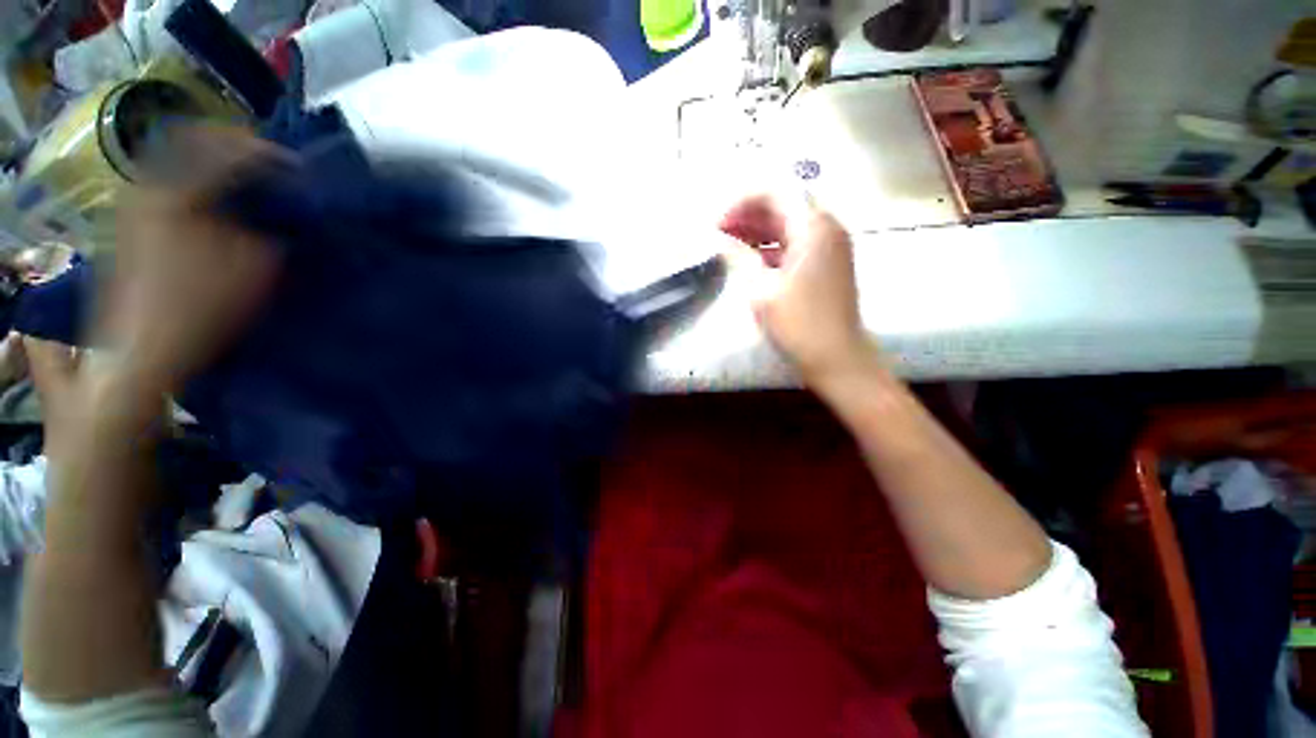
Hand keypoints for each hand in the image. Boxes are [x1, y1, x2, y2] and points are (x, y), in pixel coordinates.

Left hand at [101, 127, 281, 397]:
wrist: (139, 351)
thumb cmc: (198, 308)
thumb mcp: (252, 267)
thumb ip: (271, 230)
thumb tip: (283, 213)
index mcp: (173, 191)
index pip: (223, 148)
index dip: (264, 151)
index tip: (297, 166)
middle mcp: (146, 187)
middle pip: (192, 146)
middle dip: (235, 152)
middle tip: (270, 168)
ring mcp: (133, 206)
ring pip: (179, 165)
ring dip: (215, 170)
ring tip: (248, 188)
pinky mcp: (130, 226)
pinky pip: (169, 188)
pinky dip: (199, 189)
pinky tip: (219, 209)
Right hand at [719, 194, 877, 385]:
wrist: (836, 357)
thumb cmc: (798, 323)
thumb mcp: (761, 290)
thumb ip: (739, 257)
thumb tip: (720, 239)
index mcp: (813, 227)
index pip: (775, 192)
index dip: (742, 203)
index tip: (718, 225)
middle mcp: (827, 228)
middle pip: (784, 205)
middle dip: (749, 215)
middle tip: (720, 234)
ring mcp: (831, 246)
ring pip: (790, 224)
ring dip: (760, 230)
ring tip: (731, 245)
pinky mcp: (829, 264)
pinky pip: (798, 243)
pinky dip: (773, 246)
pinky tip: (753, 260)